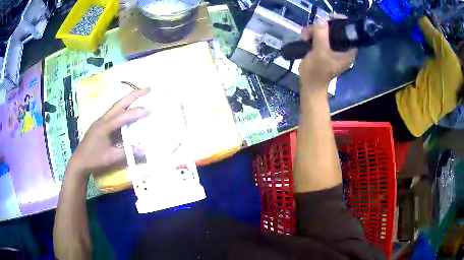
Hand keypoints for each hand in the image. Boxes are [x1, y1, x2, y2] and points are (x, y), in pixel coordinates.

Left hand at [70, 88, 150, 174]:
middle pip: (119, 103)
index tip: (150, 108)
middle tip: (148, 88)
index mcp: (104, 127)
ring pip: (116, 106)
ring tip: (140, 94)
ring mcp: (100, 120)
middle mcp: (103, 119)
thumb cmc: (94, 159)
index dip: (136, 113)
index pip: (122, 117)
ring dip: (128, 99)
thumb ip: (126, 152)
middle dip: (134, 95)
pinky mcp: (100, 124)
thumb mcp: (111, 157)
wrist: (79, 161)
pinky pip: (113, 112)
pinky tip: (127, 109)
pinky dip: (122, 107)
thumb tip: (143, 150)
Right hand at [299, 19, 356, 93]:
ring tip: (304, 37)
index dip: (341, 23)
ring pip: (325, 32)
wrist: (309, 85)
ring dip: (313, 31)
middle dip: (322, 27)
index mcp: (348, 51)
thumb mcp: (320, 52)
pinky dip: (312, 35)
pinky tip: (305, 39)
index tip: (330, 18)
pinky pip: (320, 37)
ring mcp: (333, 49)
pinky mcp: (325, 49)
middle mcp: (343, 48)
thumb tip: (321, 21)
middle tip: (310, 31)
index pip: (349, 32)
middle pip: (335, 30)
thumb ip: (321, 35)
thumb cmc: (317, 72)